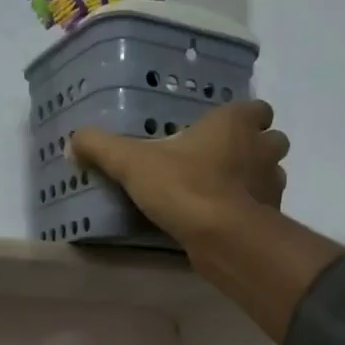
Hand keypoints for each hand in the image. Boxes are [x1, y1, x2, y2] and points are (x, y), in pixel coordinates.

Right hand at [71, 100, 289, 252]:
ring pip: (272, 173)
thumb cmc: (184, 186)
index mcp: (235, 123)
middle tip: (222, 160)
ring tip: (224, 191)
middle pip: (271, 139)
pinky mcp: (272, 217)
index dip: (242, 117)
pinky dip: (251, 210)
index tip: (219, 130)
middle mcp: (262, 148)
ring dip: (255, 178)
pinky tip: (225, 219)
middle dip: (254, 147)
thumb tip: (72, 141)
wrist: (222, 236)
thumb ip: (101, 148)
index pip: (256, 108)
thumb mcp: (131, 164)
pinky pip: (265, 207)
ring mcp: (271, 184)